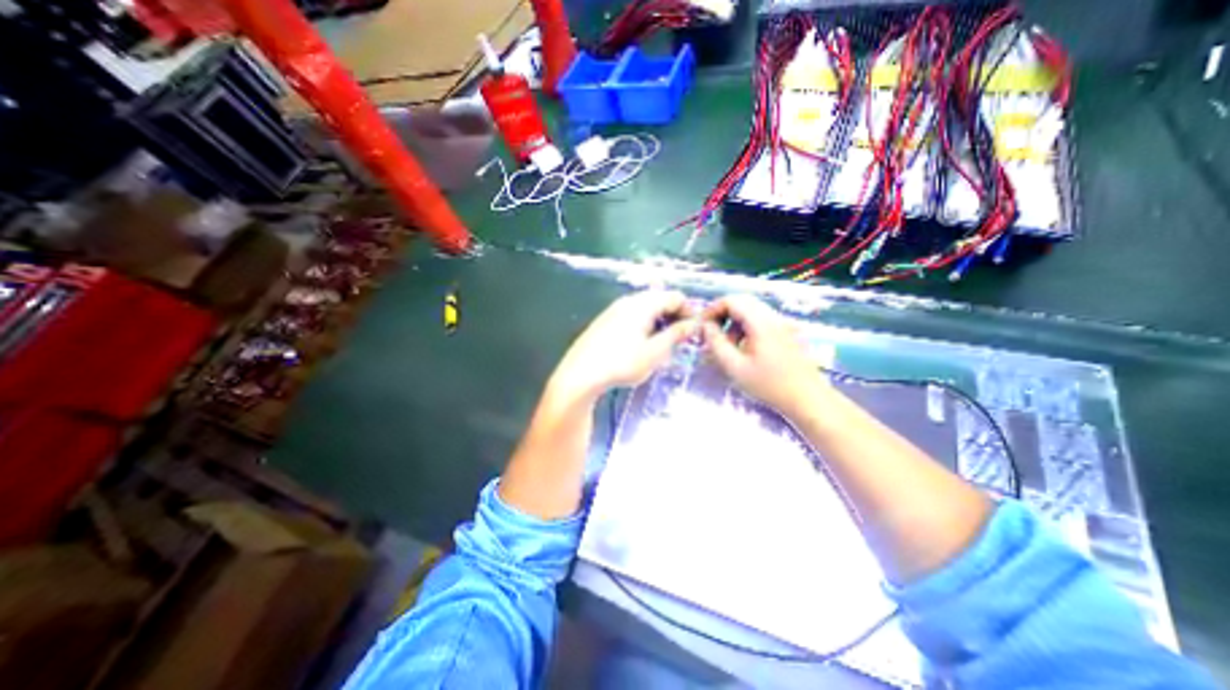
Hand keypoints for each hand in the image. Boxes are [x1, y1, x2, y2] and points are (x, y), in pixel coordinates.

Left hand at [549, 292, 694, 403]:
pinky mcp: (605, 322)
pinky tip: (640, 347)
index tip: (694, 331)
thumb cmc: (621, 363)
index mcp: (642, 304)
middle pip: (659, 301)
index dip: (688, 311)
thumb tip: (693, 323)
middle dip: (673, 318)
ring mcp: (613, 310)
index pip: (674, 296)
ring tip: (661, 347)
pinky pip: (631, 317)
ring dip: (659, 324)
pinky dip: (643, 327)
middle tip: (679, 341)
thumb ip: (676, 335)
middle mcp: (628, 301)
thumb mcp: (655, 352)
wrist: (580, 374)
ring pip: (645, 310)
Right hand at [700, 294, 825, 416]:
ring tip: (725, 346)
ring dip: (733, 322)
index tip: (702, 327)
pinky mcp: (785, 332)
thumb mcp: (735, 367)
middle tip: (710, 334)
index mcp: (761, 322)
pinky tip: (742, 349)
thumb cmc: (769, 385)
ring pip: (750, 311)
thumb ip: (717, 344)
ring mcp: (781, 323)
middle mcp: (773, 317)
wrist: (808, 399)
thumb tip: (706, 327)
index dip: (712, 310)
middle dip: (721, 315)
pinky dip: (745, 328)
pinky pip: (760, 320)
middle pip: (741, 302)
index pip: (731, 300)